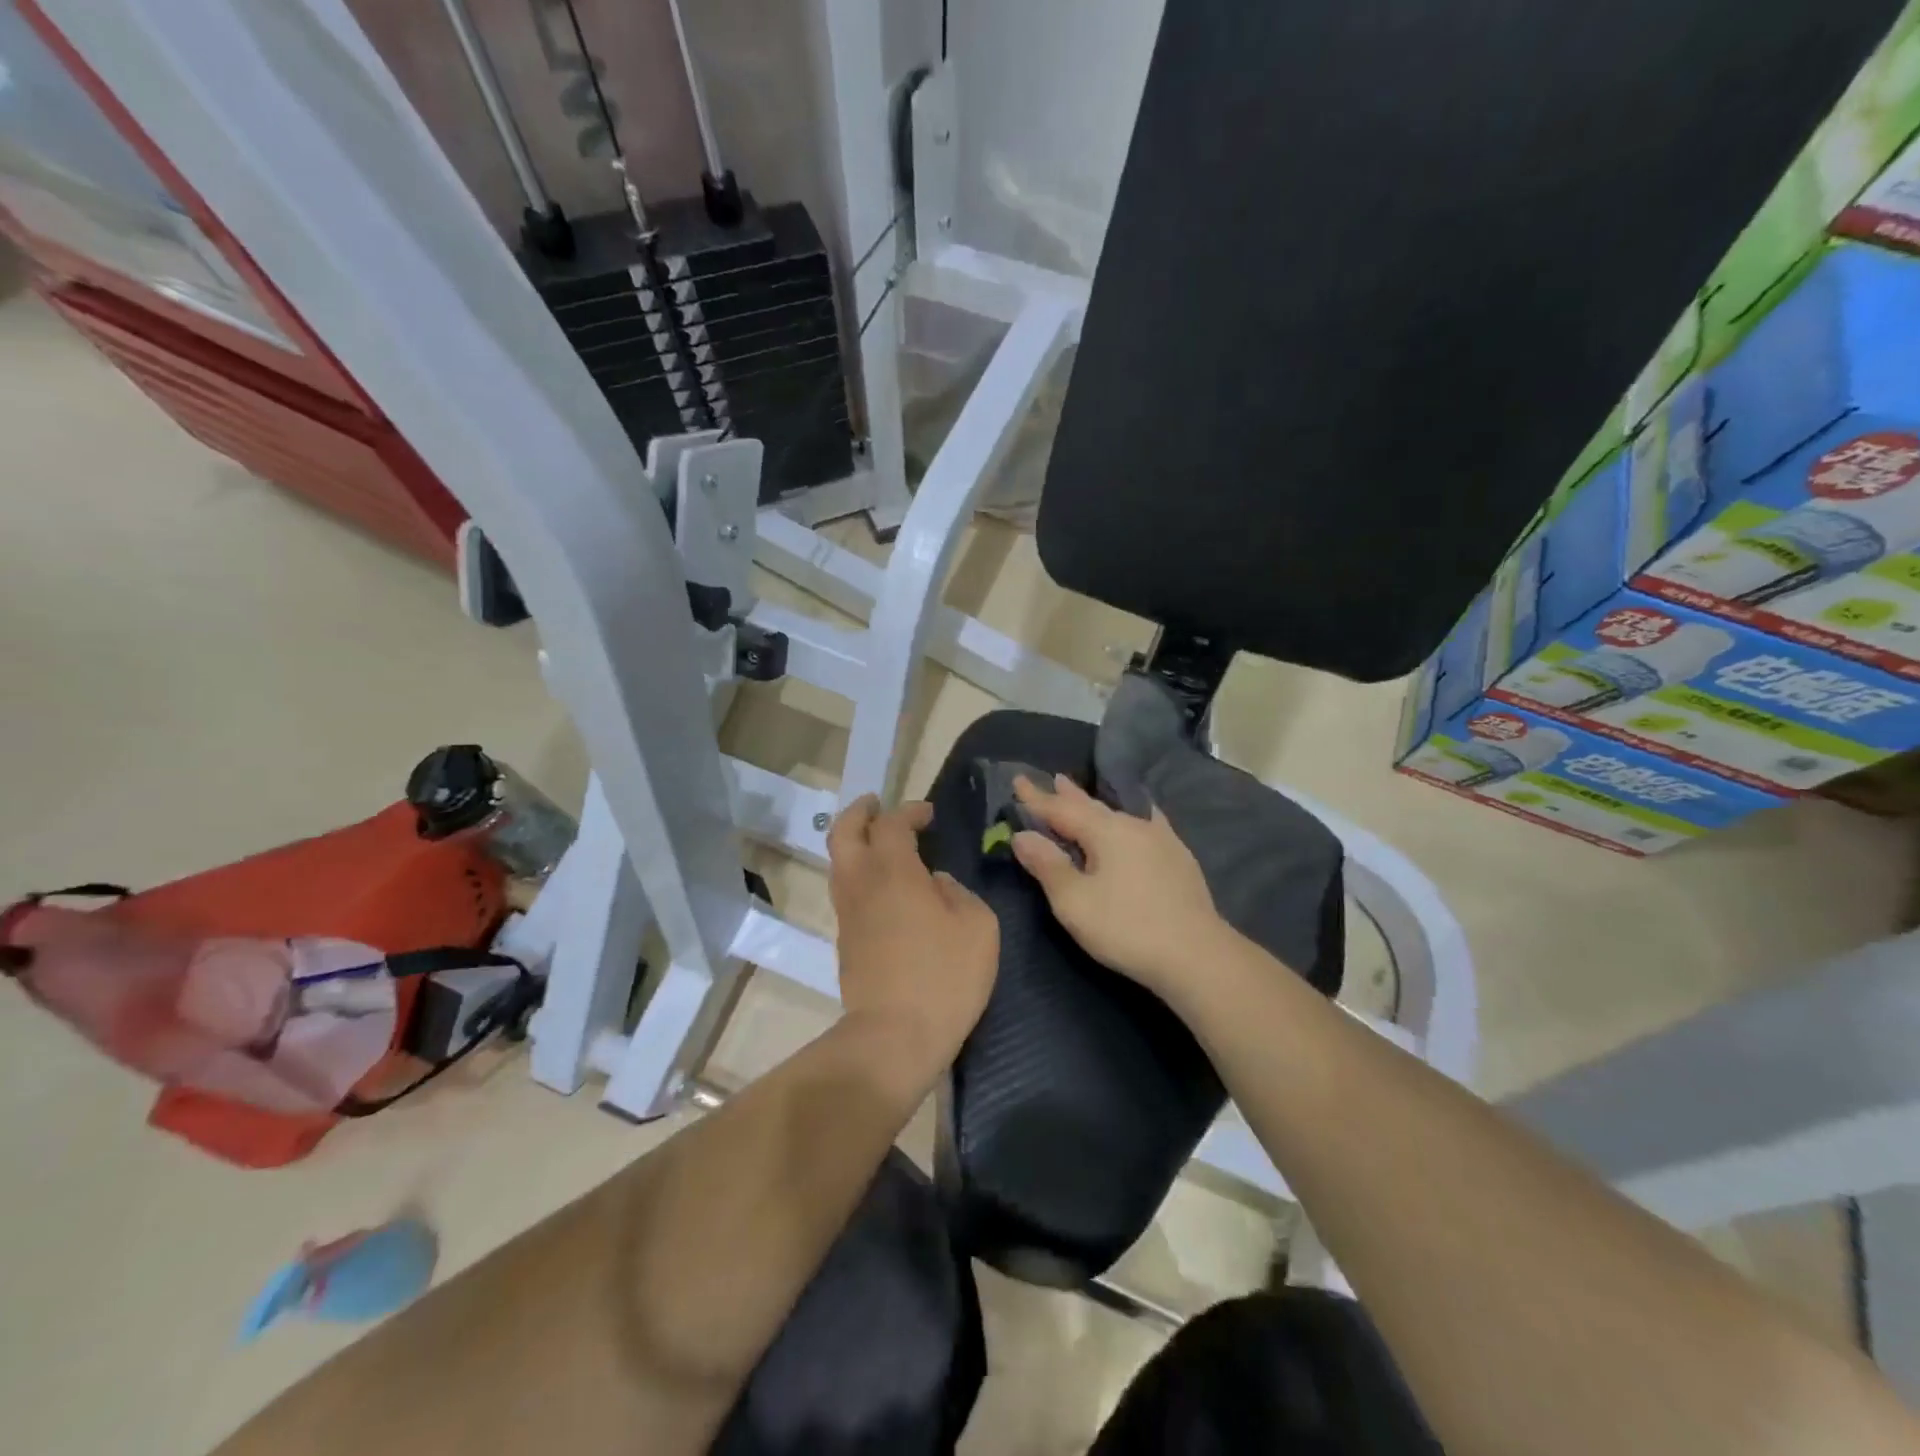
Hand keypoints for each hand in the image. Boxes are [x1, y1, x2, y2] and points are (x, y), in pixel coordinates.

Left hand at [828, 795, 998, 1081]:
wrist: (894, 1036)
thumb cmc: (944, 976)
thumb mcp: (977, 926)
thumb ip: (957, 893)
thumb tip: (935, 883)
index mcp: (893, 870)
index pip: (892, 823)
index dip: (909, 811)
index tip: (928, 813)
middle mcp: (861, 883)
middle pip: (844, 832)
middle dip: (860, 812)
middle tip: (877, 805)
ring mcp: (847, 913)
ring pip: (838, 862)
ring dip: (854, 842)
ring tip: (879, 842)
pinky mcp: (844, 941)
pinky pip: (844, 890)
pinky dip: (858, 872)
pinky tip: (883, 886)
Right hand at [1010, 774, 1228, 998]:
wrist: (1197, 954)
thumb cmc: (1126, 928)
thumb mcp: (1074, 902)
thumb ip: (1047, 865)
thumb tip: (1022, 835)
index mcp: (1105, 831)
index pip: (1060, 809)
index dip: (1036, 798)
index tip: (1017, 779)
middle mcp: (1132, 825)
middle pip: (1090, 806)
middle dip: (1066, 795)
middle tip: (1050, 778)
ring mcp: (1160, 839)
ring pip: (1118, 813)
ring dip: (1094, 804)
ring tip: (1079, 792)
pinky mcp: (1177, 857)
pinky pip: (1146, 823)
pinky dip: (1131, 815)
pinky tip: (1140, 813)